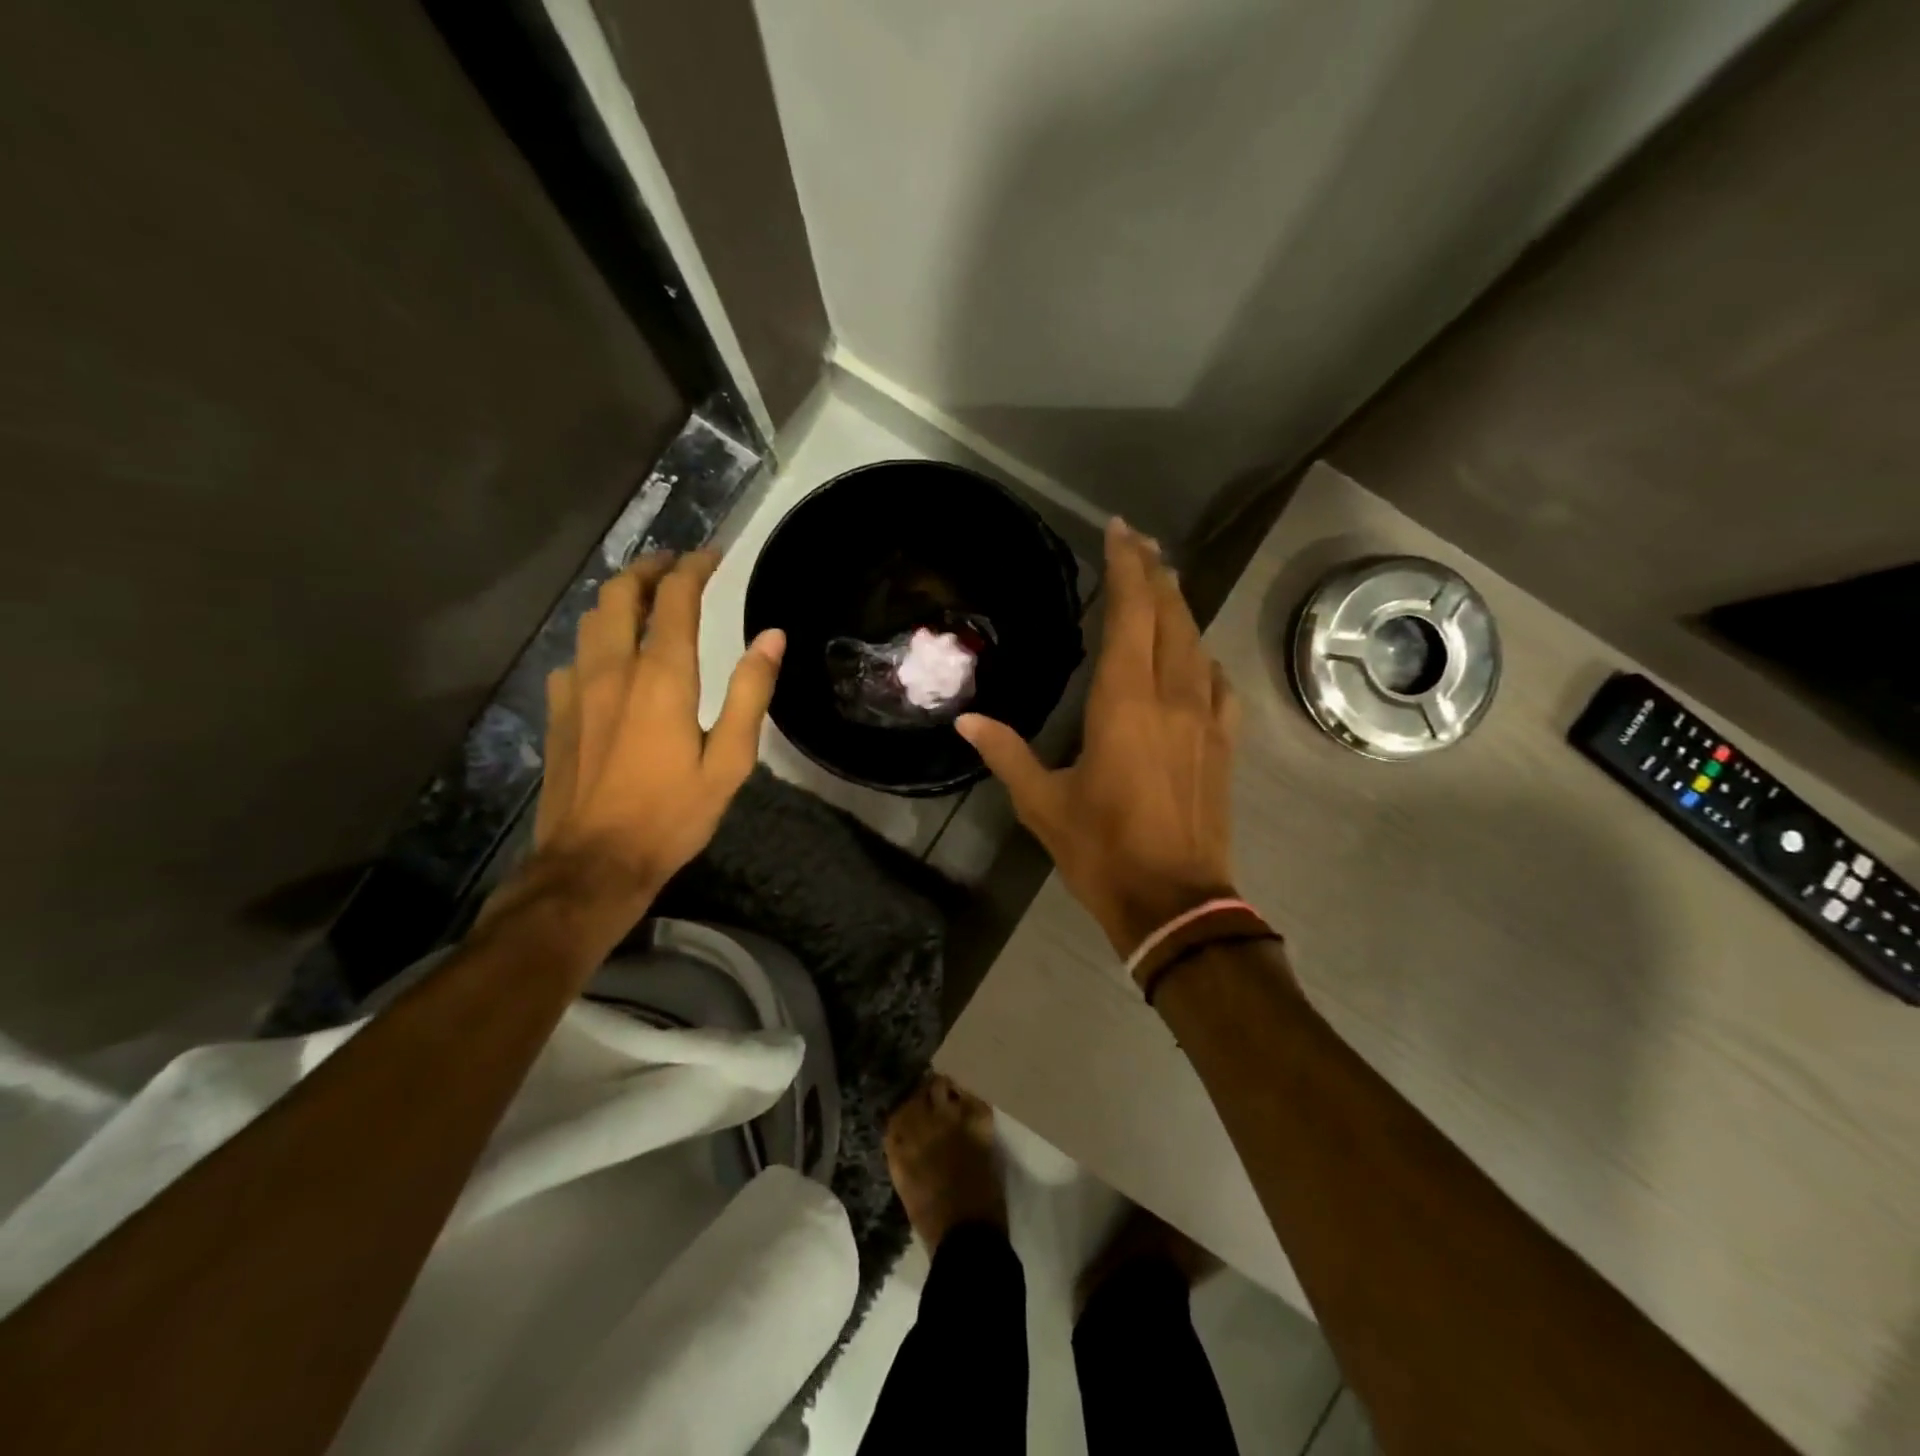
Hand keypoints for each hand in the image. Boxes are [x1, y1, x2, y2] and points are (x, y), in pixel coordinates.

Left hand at [529, 550, 783, 915]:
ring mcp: (577, 688)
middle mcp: (613, 669)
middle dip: (650, 568)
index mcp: (661, 677)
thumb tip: (772, 636)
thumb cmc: (673, 813)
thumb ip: (750, 692)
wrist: (595, 862)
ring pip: (592, 619)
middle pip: (621, 594)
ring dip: (621, 598)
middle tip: (676, 566)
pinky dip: (598, 641)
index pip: (674, 598)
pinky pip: (576, 656)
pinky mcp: (558, 711)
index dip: (694, 568)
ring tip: (646, 600)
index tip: (712, 555)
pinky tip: (612, 661)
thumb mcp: (730, 760)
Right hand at [958, 518, 1238, 956]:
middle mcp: (1172, 698)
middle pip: (1170, 617)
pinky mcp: (1223, 744)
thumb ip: (1006, 754)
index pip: (1131, 616)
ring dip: (1179, 607)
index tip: (1119, 532)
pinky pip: (1218, 683)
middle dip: (1155, 572)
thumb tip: (966, 723)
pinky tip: (1194, 655)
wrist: (1176, 902)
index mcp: (1124, 704)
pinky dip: (1203, 657)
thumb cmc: (1103, 851)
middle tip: (1139, 541)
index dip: (1127, 568)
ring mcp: (1206, 719)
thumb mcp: (1044, 803)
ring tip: (1163, 582)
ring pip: (1196, 643)